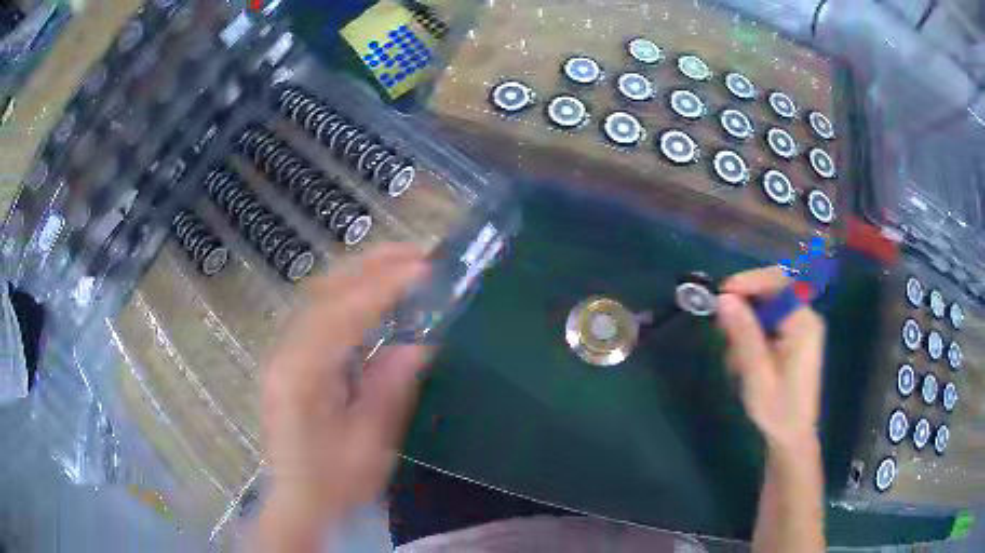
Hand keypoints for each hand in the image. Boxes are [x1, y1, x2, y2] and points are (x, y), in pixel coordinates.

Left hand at [258, 244, 430, 550]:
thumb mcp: (371, 446)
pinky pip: (318, 310)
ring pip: (319, 294)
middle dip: (373, 265)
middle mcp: (285, 353)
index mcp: (301, 376)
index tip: (425, 267)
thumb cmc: (334, 483)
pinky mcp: (289, 357)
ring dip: (361, 272)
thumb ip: (390, 390)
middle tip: (419, 253)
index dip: (384, 285)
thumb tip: (420, 343)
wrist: (296, 500)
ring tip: (403, 263)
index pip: (342, 314)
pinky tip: (374, 292)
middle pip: (325, 291)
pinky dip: (349, 292)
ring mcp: (282, 351)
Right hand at [716, 266, 825, 453]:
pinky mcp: (795, 337)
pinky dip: (753, 333)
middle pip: (774, 290)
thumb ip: (744, 334)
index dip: (750, 281)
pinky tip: (744, 359)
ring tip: (734, 356)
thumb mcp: (757, 374)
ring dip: (747, 323)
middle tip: (722, 325)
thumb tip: (724, 299)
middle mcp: (806, 318)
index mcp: (804, 324)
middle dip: (746, 304)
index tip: (722, 294)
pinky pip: (771, 320)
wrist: (792, 436)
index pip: (779, 284)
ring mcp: (802, 327)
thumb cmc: (777, 410)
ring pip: (769, 305)